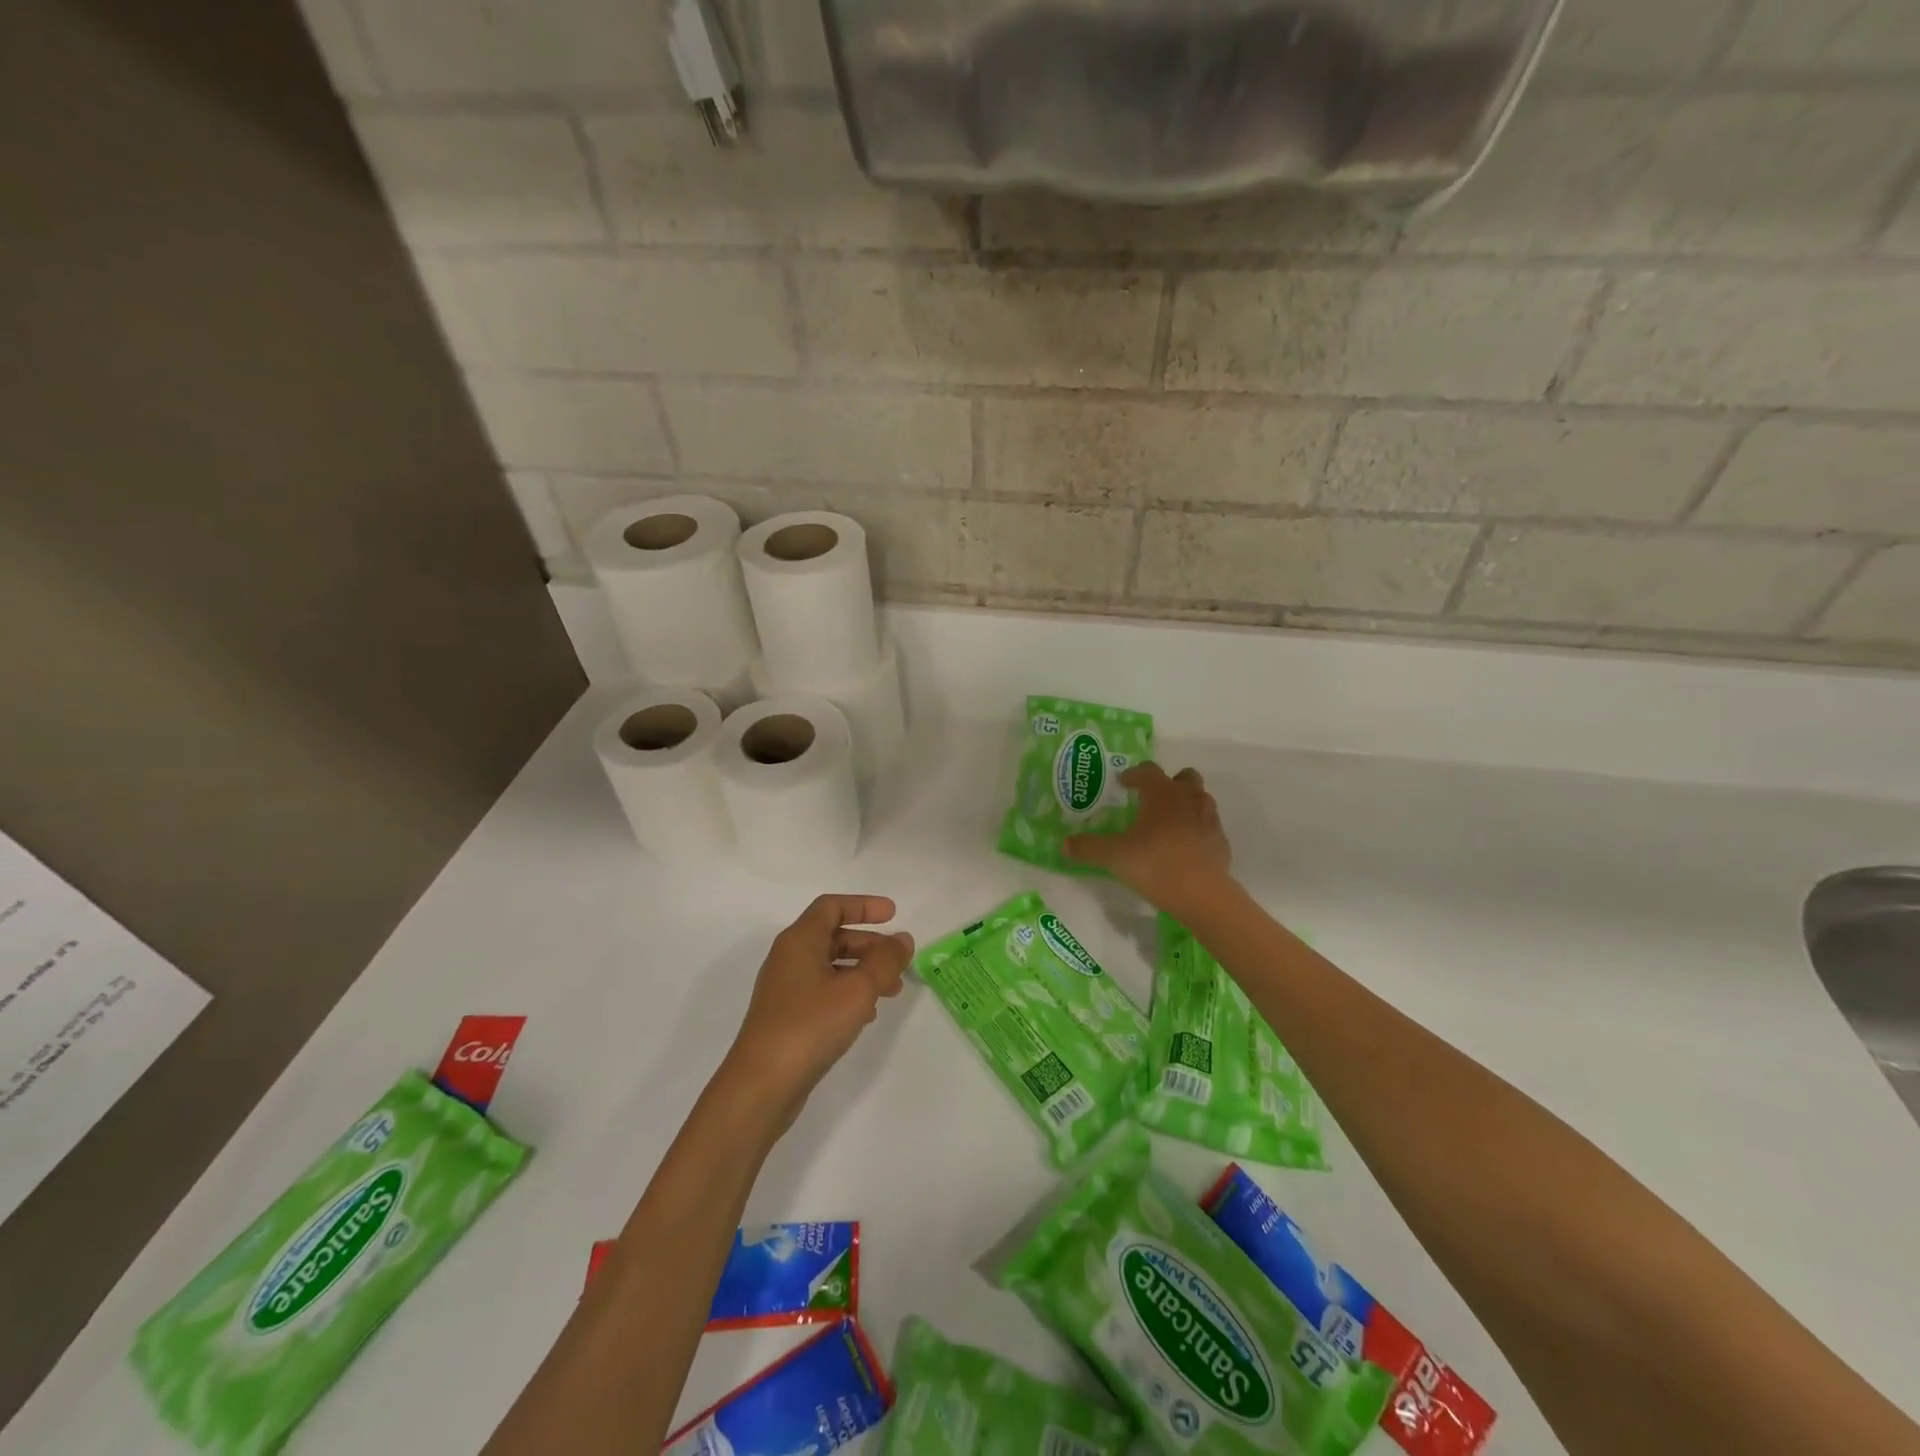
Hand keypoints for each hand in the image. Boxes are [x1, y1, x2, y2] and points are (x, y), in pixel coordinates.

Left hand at [721, 895, 912, 1122]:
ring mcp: (785, 989)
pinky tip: (867, 1015)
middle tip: (898, 960)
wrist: (761, 1085)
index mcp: (799, 941)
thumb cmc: (810, 1025)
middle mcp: (789, 958)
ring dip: (863, 971)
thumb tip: (902, 939)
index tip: (894, 914)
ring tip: (892, 991)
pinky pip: (823, 991)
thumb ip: (885, 960)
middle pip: (833, 936)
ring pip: (831, 966)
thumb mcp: (857, 989)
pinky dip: (848, 993)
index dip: (864, 906)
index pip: (832, 907)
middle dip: (869, 944)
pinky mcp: (787, 1017)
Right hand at [1065, 763, 1233, 913]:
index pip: (1148, 771)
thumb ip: (1088, 848)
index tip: (1123, 784)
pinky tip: (1183, 847)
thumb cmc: (1155, 865)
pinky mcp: (1220, 841)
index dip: (1134, 774)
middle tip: (1151, 799)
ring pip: (1199, 798)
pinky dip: (1196, 829)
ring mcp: (1209, 818)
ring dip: (1185, 803)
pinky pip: (1208, 825)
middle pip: (1183, 777)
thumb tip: (1064, 844)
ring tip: (1167, 822)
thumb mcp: (1114, 857)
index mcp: (1162, 793)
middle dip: (1168, 783)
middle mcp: (1188, 798)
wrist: (1203, 895)